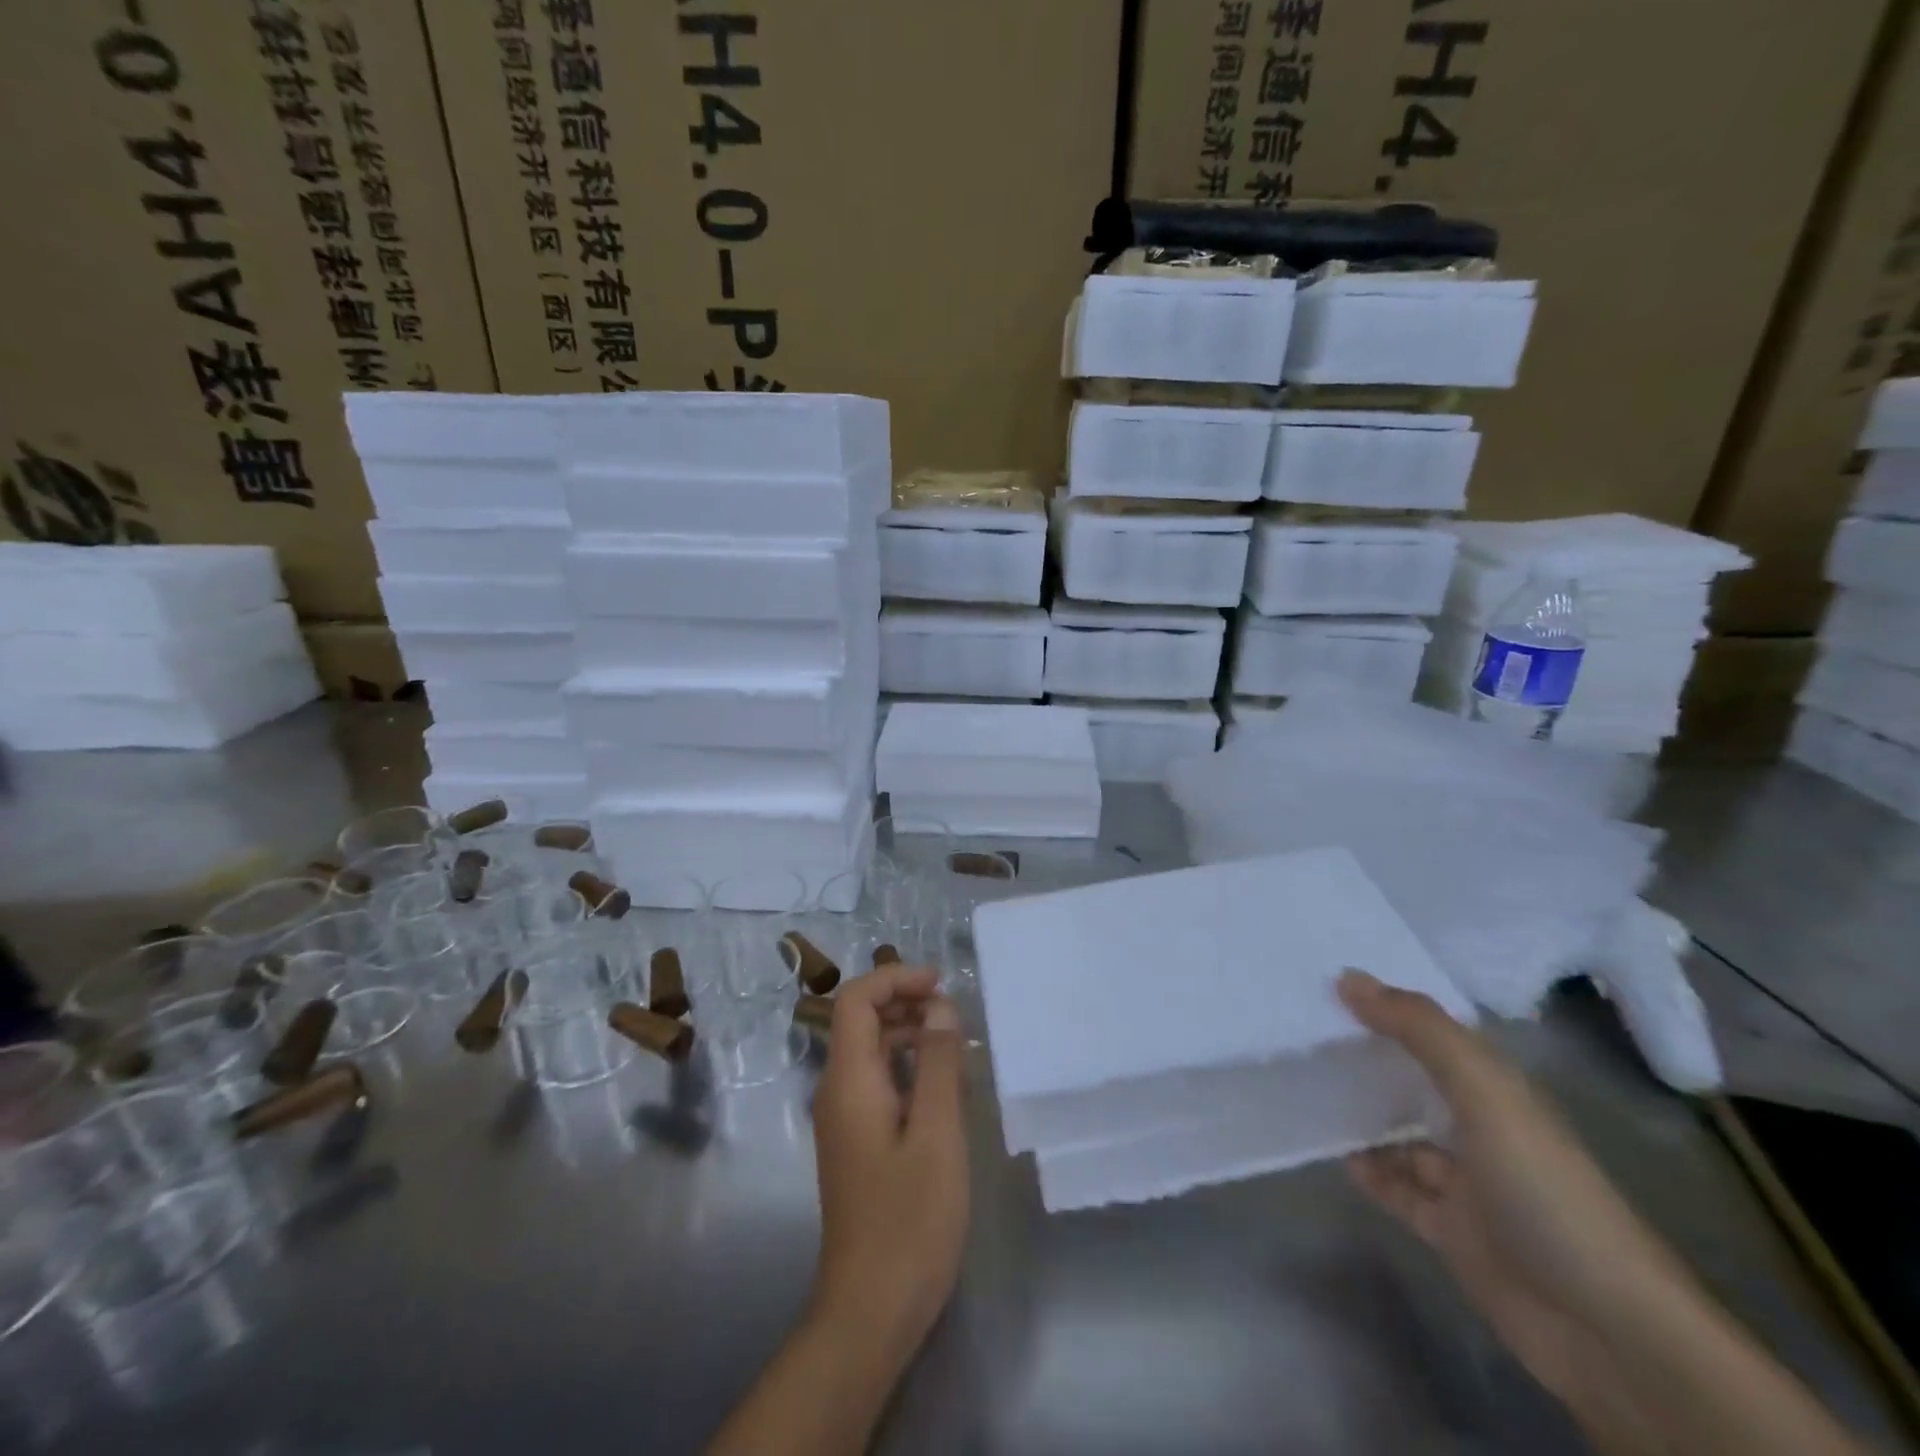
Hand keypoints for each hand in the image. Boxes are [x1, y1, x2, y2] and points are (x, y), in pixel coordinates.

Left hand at [810, 965, 969, 1352]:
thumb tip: (940, 1007)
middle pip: (861, 1021)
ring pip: (871, 1051)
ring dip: (909, 1032)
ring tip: (956, 1042)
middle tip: (955, 1012)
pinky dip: (907, 1065)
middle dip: (905, 1001)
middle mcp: (838, 1091)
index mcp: (848, 1081)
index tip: (940, 984)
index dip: (894, 979)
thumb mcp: (937, 1134)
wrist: (870, 1311)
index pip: (855, 1000)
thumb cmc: (909, 1220)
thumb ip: (938, 1064)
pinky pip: (878, 1081)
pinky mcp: (858, 1141)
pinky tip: (942, 1083)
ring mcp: (845, 1118)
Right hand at [1338, 971, 1690, 1425]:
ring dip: (1365, 1116)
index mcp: (1499, 1090)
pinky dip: (1370, 1172)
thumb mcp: (1484, 1093)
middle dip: (1371, 1058)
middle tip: (1304, 1031)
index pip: (1437, 1032)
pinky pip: (1399, 1189)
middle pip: (1418, 1081)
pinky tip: (1335, 1154)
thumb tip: (1348, 978)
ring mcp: (1469, 1184)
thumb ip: (1419, 1030)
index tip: (1331, 983)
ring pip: (1404, 1137)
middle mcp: (1484, 1129)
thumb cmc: (1543, 1190)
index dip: (1391, 1005)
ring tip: (1307, 1088)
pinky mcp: (1453, 1231)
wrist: (1607, 1331)